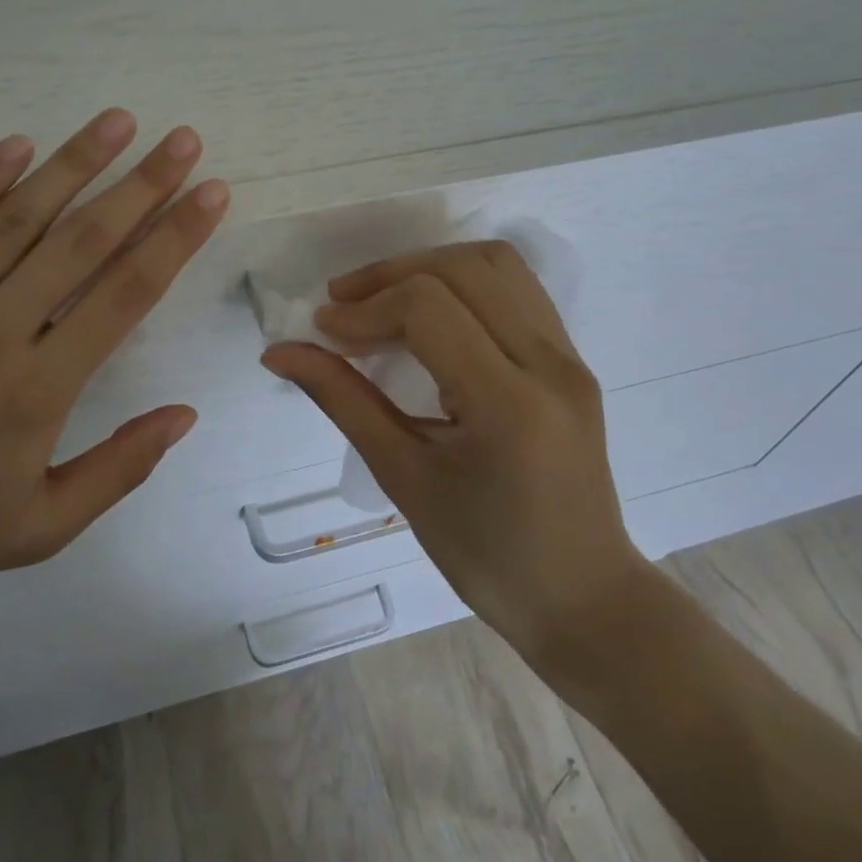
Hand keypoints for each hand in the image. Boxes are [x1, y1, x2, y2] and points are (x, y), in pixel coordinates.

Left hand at [0, 108, 229, 620]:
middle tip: (182, 140)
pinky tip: (19, 145)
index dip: (174, 239)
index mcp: (34, 393)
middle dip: (140, 185)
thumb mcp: (43, 528)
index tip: (210, 193)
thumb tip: (186, 413)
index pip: (124, 296)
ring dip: (72, 164)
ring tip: (118, 120)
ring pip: (13, 220)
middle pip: (79, 243)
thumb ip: (120, 468)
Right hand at [262, 241, 646, 663]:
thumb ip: (343, 401)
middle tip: (342, 305)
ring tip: (382, 299)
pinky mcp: (573, 360)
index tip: (323, 330)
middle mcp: (549, 364)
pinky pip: (517, 290)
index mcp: (508, 404)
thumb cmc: (486, 555)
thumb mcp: (404, 479)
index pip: (428, 310)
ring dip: (429, 267)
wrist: (582, 596)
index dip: (366, 308)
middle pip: (463, 269)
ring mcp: (570, 358)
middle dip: (391, 274)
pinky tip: (429, 314)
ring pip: (496, 265)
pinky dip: (464, 282)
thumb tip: (280, 353)